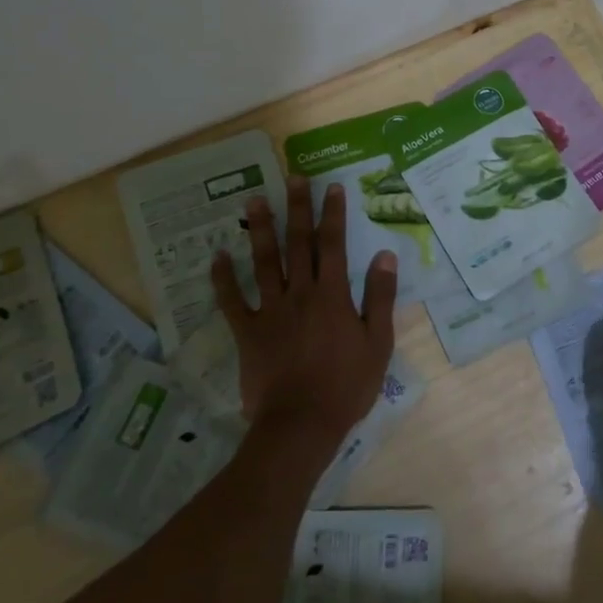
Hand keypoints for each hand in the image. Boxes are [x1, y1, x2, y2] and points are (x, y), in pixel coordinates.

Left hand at [211, 176, 398, 458]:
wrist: (301, 424)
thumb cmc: (346, 385)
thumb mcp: (378, 343)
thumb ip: (380, 297)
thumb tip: (385, 255)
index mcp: (333, 295)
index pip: (334, 244)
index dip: (333, 214)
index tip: (332, 187)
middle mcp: (300, 293)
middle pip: (298, 243)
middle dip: (297, 208)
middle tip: (293, 178)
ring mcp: (270, 311)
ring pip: (264, 262)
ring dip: (260, 230)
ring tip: (254, 200)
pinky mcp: (248, 332)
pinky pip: (231, 301)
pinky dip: (223, 278)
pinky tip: (217, 256)